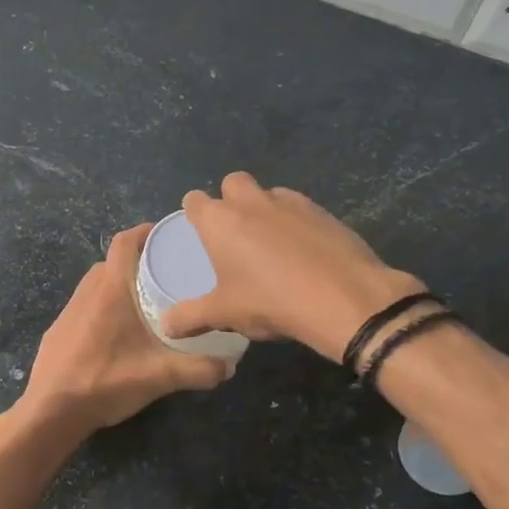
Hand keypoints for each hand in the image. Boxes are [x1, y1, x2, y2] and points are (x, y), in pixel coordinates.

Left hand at [19, 224, 230, 435]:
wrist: (51, 411)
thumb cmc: (106, 381)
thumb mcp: (160, 376)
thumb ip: (199, 369)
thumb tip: (230, 366)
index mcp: (110, 289)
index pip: (124, 242)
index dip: (144, 232)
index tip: (167, 236)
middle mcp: (87, 291)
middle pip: (112, 261)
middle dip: (137, 260)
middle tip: (166, 272)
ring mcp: (69, 311)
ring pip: (97, 284)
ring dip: (119, 284)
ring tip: (146, 300)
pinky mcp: (59, 330)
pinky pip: (85, 305)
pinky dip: (104, 306)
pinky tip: (118, 331)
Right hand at [159, 172, 426, 360]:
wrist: (343, 298)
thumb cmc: (270, 302)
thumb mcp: (224, 315)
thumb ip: (190, 317)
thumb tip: (165, 325)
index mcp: (220, 220)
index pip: (194, 200)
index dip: (193, 213)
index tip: (198, 232)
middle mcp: (252, 201)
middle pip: (233, 183)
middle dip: (230, 200)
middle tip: (234, 235)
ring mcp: (291, 202)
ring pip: (269, 194)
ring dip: (264, 210)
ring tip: (270, 246)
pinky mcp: (323, 211)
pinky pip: (299, 209)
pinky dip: (295, 223)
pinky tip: (302, 252)